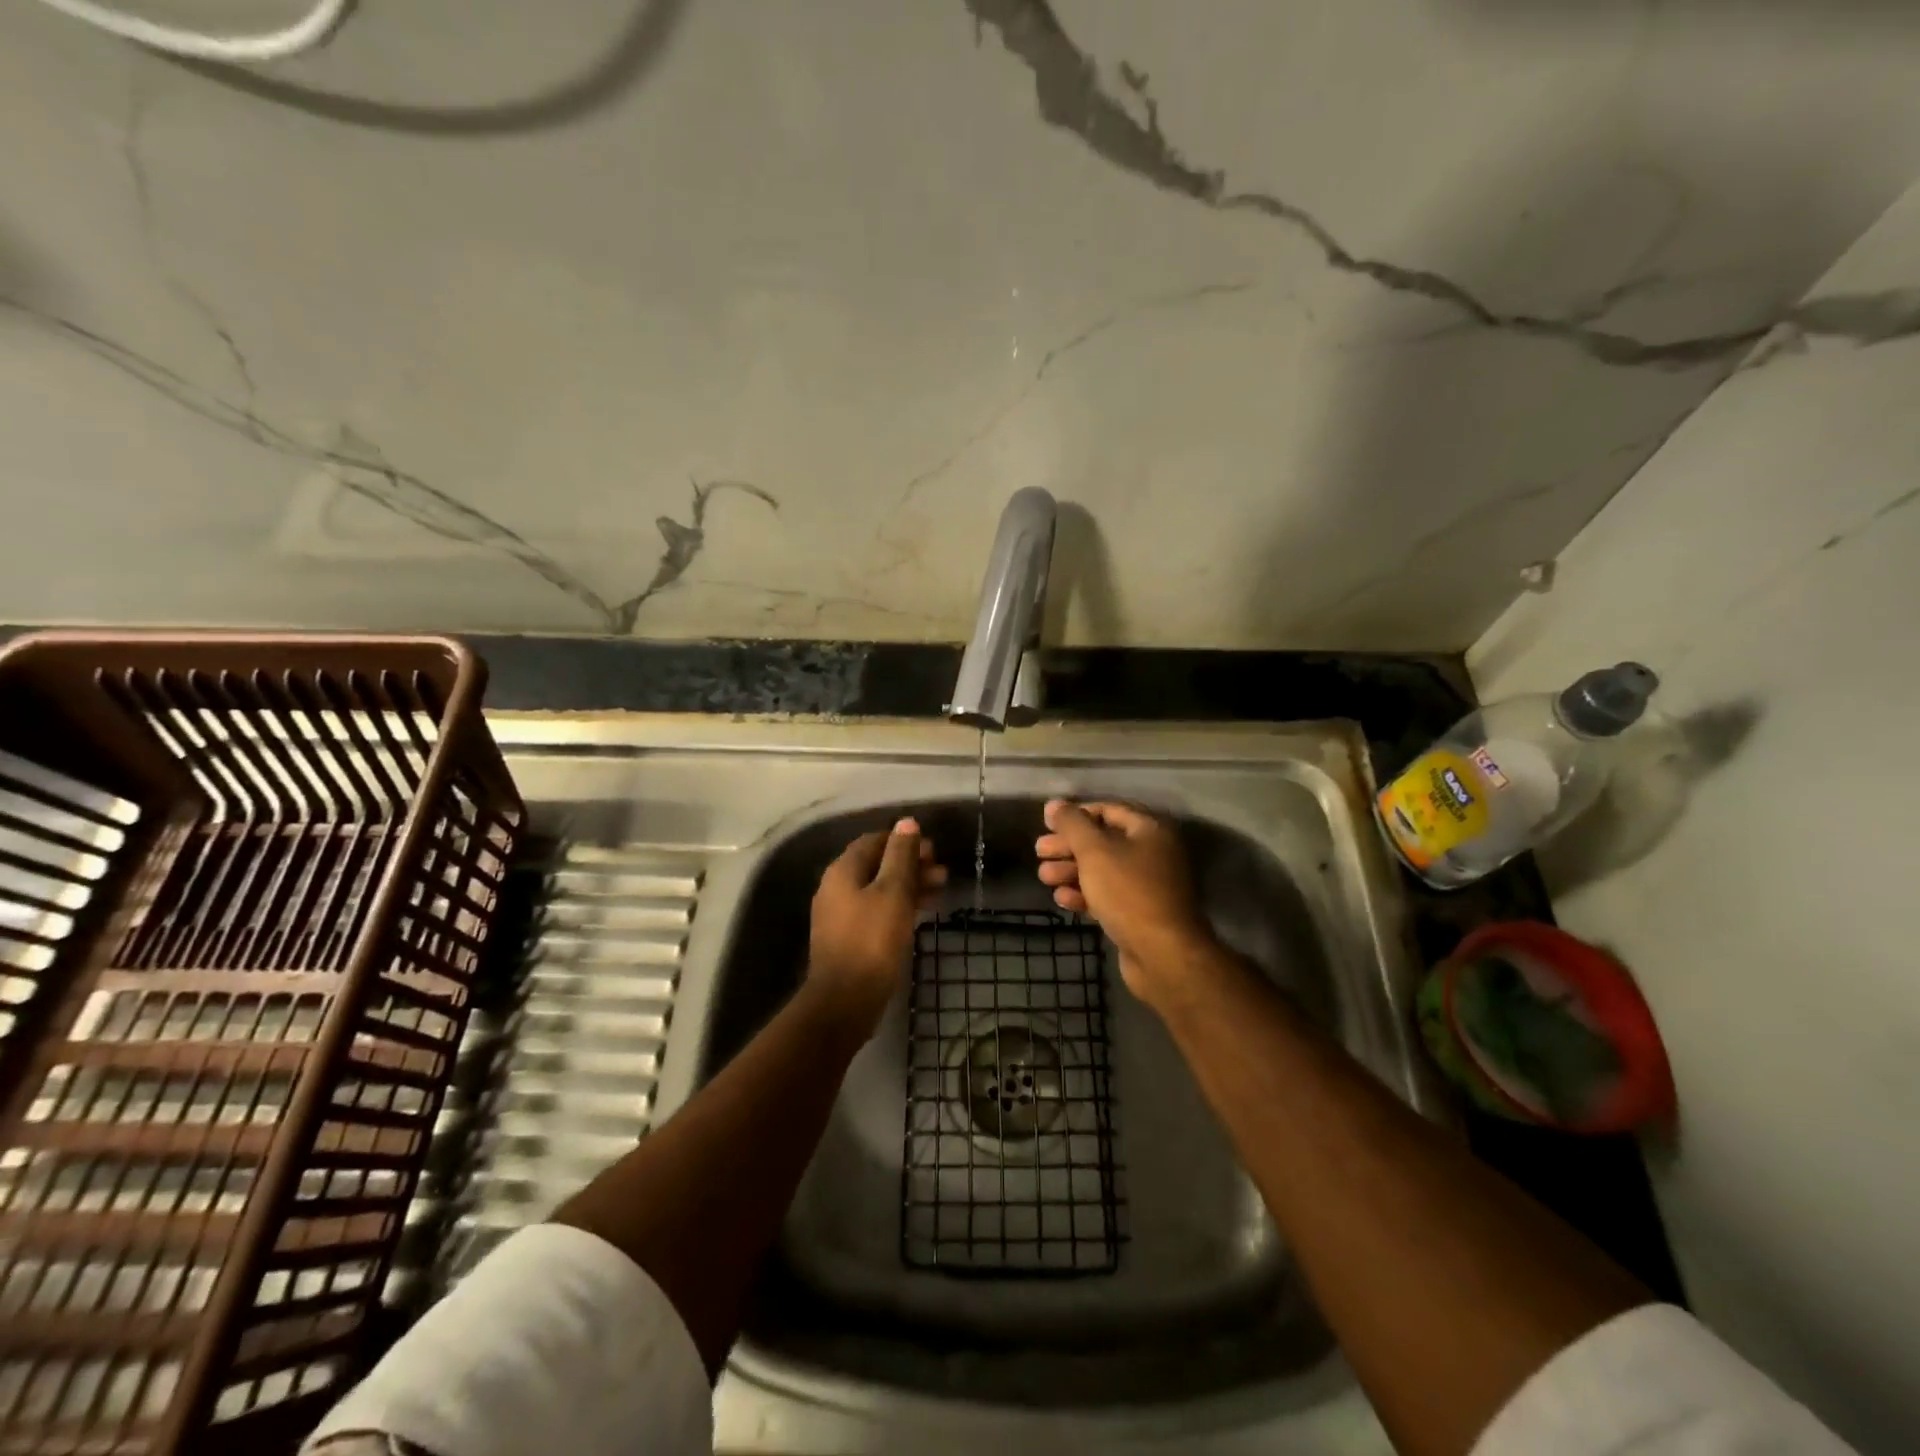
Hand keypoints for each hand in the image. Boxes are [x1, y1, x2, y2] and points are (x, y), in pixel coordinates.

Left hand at [808, 817, 945, 1035]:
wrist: (845, 1001)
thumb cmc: (872, 940)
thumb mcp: (892, 892)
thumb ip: (900, 856)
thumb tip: (906, 822)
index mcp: (843, 870)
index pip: (875, 841)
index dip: (904, 841)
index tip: (932, 850)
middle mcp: (837, 887)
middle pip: (877, 864)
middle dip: (911, 864)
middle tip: (942, 872)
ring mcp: (841, 914)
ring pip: (879, 888)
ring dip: (909, 885)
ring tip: (941, 890)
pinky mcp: (850, 938)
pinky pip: (877, 910)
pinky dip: (900, 906)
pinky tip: (922, 913)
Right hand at [1034, 799, 1214, 1008]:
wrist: (1163, 954)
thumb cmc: (1128, 892)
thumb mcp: (1095, 851)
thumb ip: (1072, 824)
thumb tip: (1054, 804)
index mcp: (1150, 830)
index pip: (1108, 810)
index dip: (1077, 814)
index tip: (1047, 823)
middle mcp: (1153, 853)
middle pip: (1103, 841)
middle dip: (1069, 846)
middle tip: (1039, 851)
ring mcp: (1148, 885)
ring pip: (1103, 871)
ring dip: (1072, 871)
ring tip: (1044, 877)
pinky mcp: (1140, 914)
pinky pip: (1109, 896)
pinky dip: (1085, 894)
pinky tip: (1062, 899)